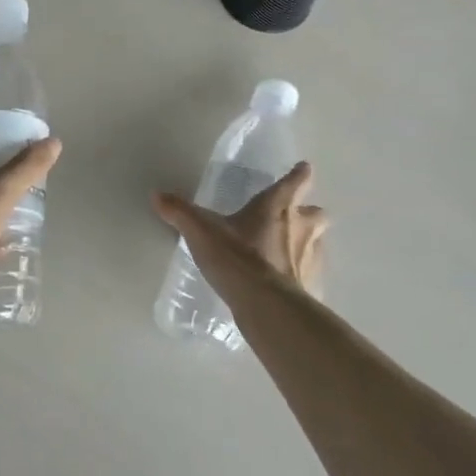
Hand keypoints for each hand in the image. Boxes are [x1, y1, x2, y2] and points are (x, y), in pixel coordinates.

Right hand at [152, 163, 325, 307]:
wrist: (267, 306)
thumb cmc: (237, 259)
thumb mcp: (201, 233)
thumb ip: (180, 212)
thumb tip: (157, 195)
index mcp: (277, 206)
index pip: (296, 181)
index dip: (299, 174)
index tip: (303, 169)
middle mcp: (301, 227)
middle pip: (317, 213)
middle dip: (308, 213)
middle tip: (294, 218)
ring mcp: (311, 258)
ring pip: (317, 243)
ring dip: (307, 243)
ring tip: (288, 252)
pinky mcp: (313, 286)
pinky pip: (311, 275)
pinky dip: (302, 275)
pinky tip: (287, 284)